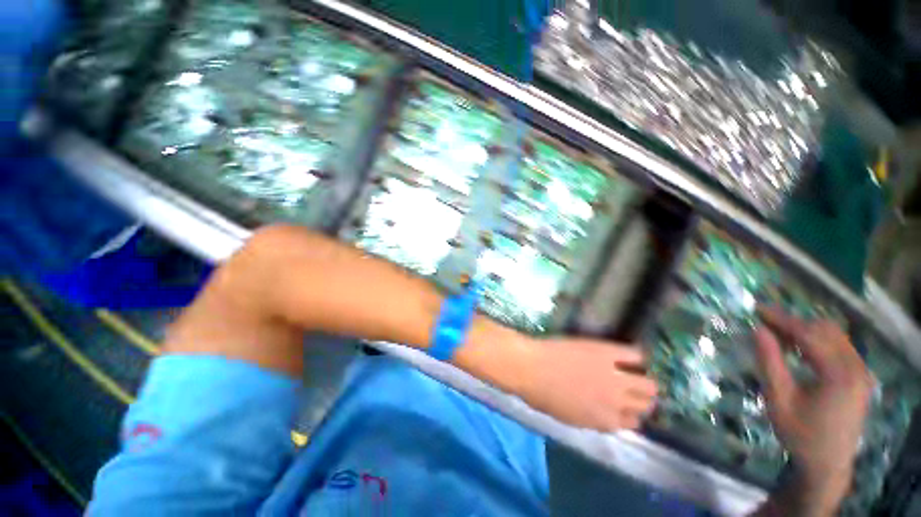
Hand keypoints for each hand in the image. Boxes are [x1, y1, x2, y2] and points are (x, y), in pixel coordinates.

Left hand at [515, 338, 657, 431]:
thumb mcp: (568, 417)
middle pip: (645, 404)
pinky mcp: (606, 352)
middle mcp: (615, 402)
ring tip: (636, 373)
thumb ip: (592, 418)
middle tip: (633, 388)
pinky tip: (631, 354)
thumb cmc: (540, 394)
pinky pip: (635, 354)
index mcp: (604, 421)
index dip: (629, 413)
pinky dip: (636, 355)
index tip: (625, 406)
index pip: (632, 423)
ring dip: (644, 381)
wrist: (529, 367)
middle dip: (641, 399)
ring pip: (648, 384)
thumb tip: (604, 413)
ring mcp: (613, 376)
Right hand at [754, 307, 872, 513]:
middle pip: (824, 330)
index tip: (757, 309)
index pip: (809, 335)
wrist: (827, 464)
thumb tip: (758, 330)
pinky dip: (817, 341)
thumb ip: (770, 362)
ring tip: (779, 337)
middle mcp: (856, 367)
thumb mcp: (778, 400)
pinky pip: (839, 346)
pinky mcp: (860, 375)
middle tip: (765, 325)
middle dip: (793, 323)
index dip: (781, 319)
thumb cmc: (800, 434)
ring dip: (805, 331)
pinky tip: (800, 350)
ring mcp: (862, 371)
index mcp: (838, 375)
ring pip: (834, 335)